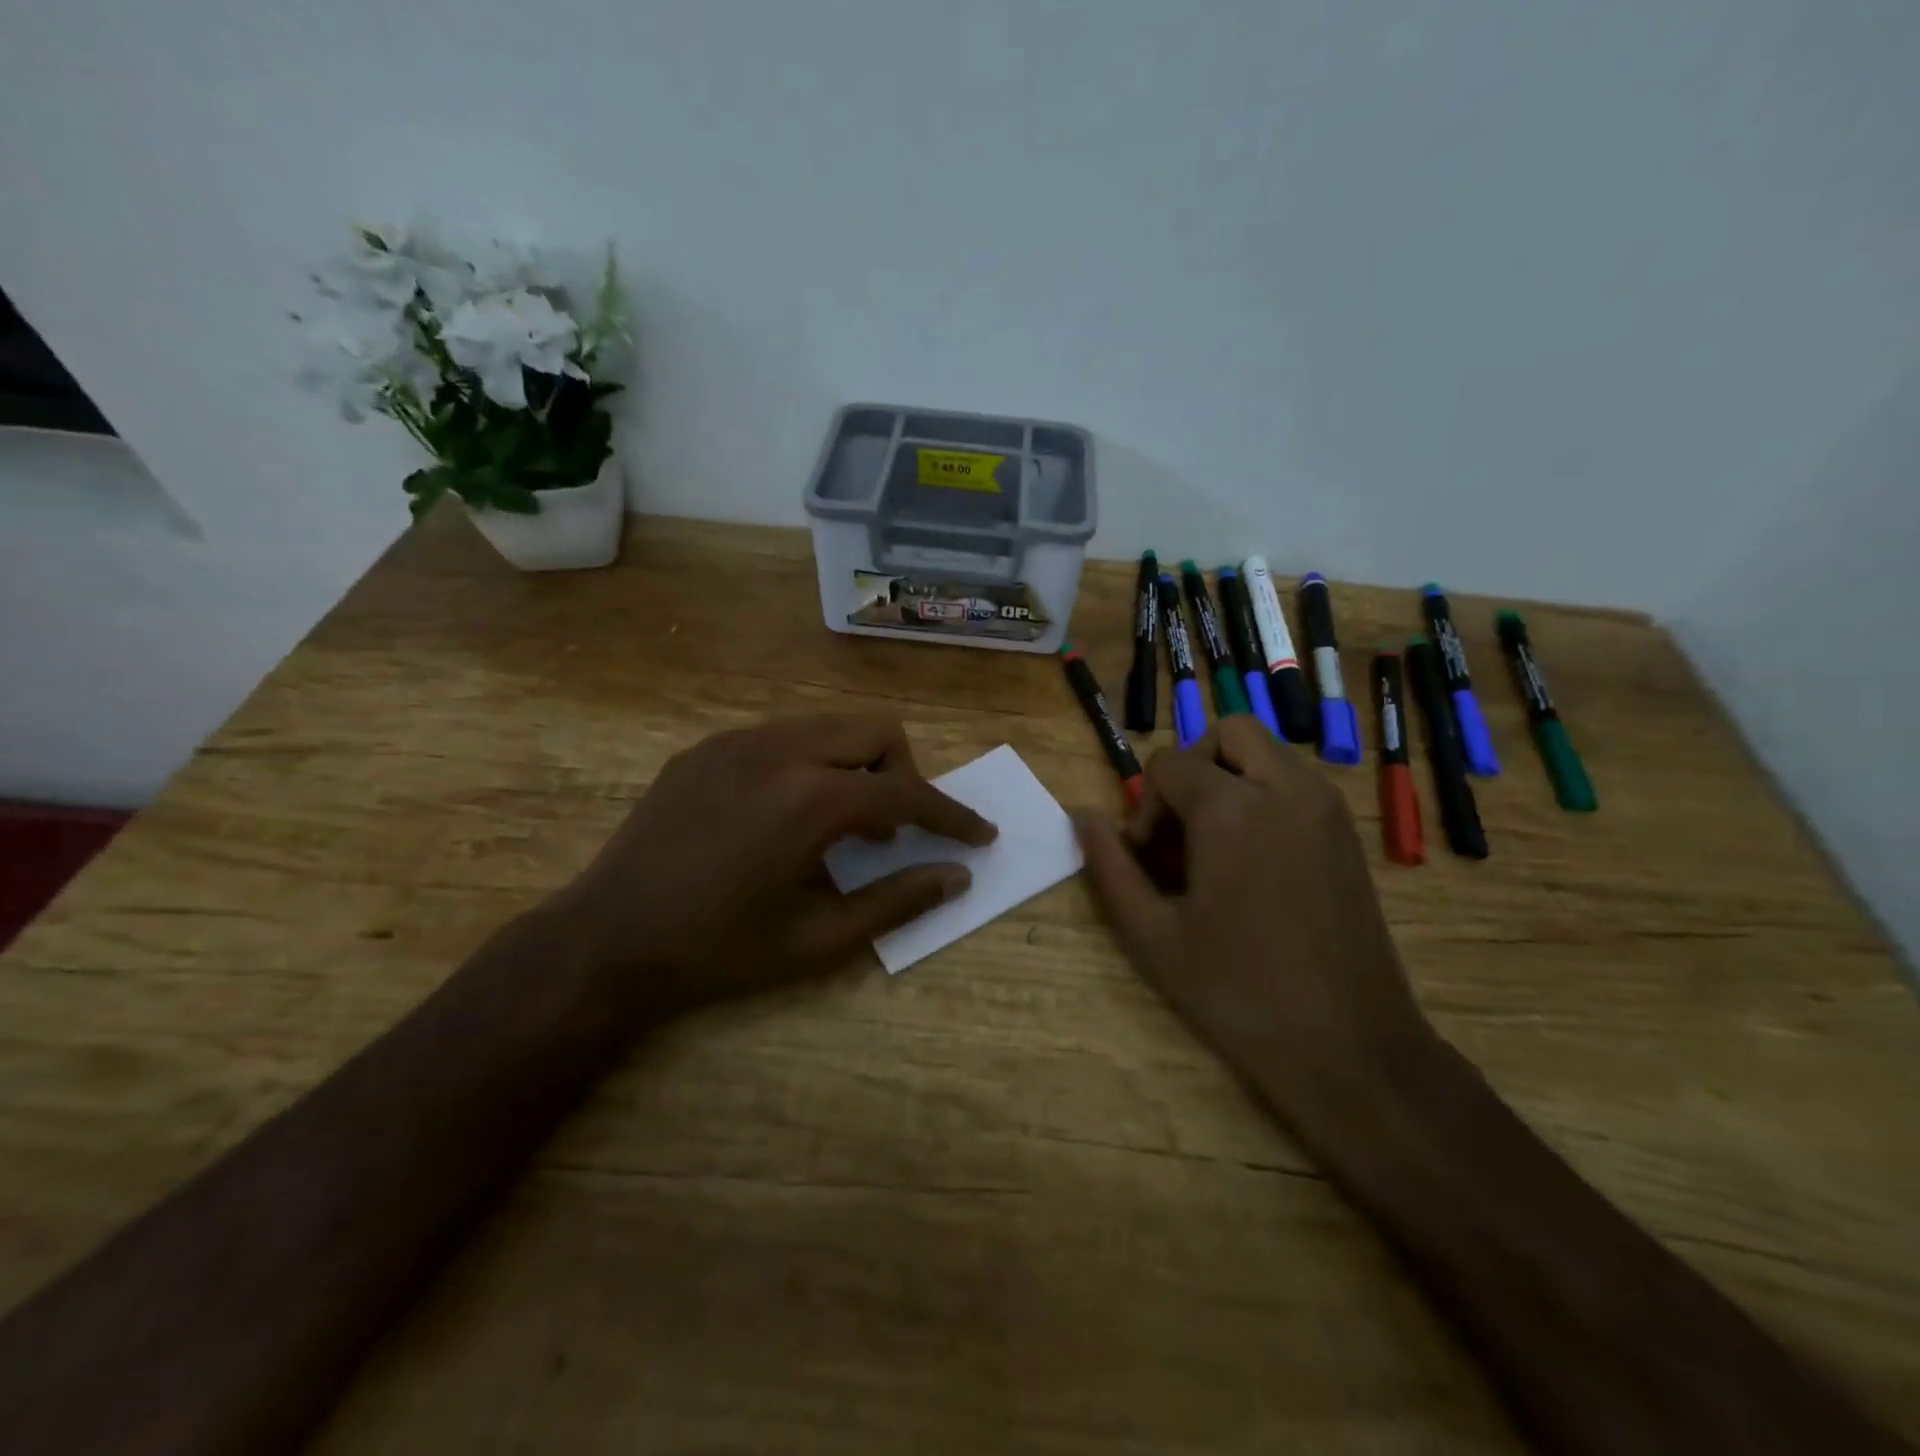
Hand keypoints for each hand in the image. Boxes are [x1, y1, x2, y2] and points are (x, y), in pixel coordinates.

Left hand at [554, 716, 994, 1012]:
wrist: (605, 941)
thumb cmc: (718, 952)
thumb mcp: (817, 940)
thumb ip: (896, 901)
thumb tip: (956, 877)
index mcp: (812, 798)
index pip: (906, 793)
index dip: (951, 816)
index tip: (979, 835)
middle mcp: (780, 750)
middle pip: (875, 732)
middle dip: (904, 774)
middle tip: (895, 829)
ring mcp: (737, 741)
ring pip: (828, 727)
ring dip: (856, 765)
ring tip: (841, 823)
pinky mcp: (706, 748)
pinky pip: (782, 737)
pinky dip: (809, 764)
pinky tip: (785, 814)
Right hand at [1074, 717, 1436, 1138]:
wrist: (1349, 1047)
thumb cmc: (1239, 992)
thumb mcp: (1152, 935)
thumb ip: (1110, 867)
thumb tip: (1083, 817)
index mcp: (1231, 808)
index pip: (1168, 764)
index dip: (1146, 808)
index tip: (1150, 861)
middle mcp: (1285, 788)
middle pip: (1226, 734)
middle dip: (1192, 769)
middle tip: (1181, 832)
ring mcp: (1325, 807)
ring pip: (1266, 752)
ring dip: (1229, 779)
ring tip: (1215, 848)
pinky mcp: (1348, 831)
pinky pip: (1295, 782)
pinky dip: (1263, 796)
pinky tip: (1254, 862)